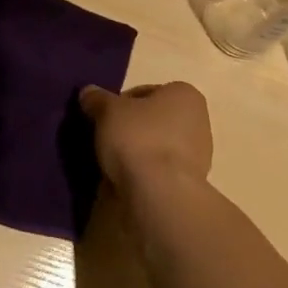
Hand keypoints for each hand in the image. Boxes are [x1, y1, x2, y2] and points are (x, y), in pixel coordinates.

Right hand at [78, 81, 212, 193]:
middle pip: (153, 120)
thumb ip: (97, 99)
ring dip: (137, 154)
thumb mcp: (108, 111)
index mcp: (185, 94)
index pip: (145, 92)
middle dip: (130, 129)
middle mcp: (198, 120)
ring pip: (157, 147)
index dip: (120, 103)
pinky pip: (160, 172)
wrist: (161, 195)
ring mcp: (198, 156)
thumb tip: (88, 92)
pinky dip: (144, 175)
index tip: (104, 118)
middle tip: (106, 140)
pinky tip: (125, 183)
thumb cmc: (138, 138)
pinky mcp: (190, 185)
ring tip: (111, 165)